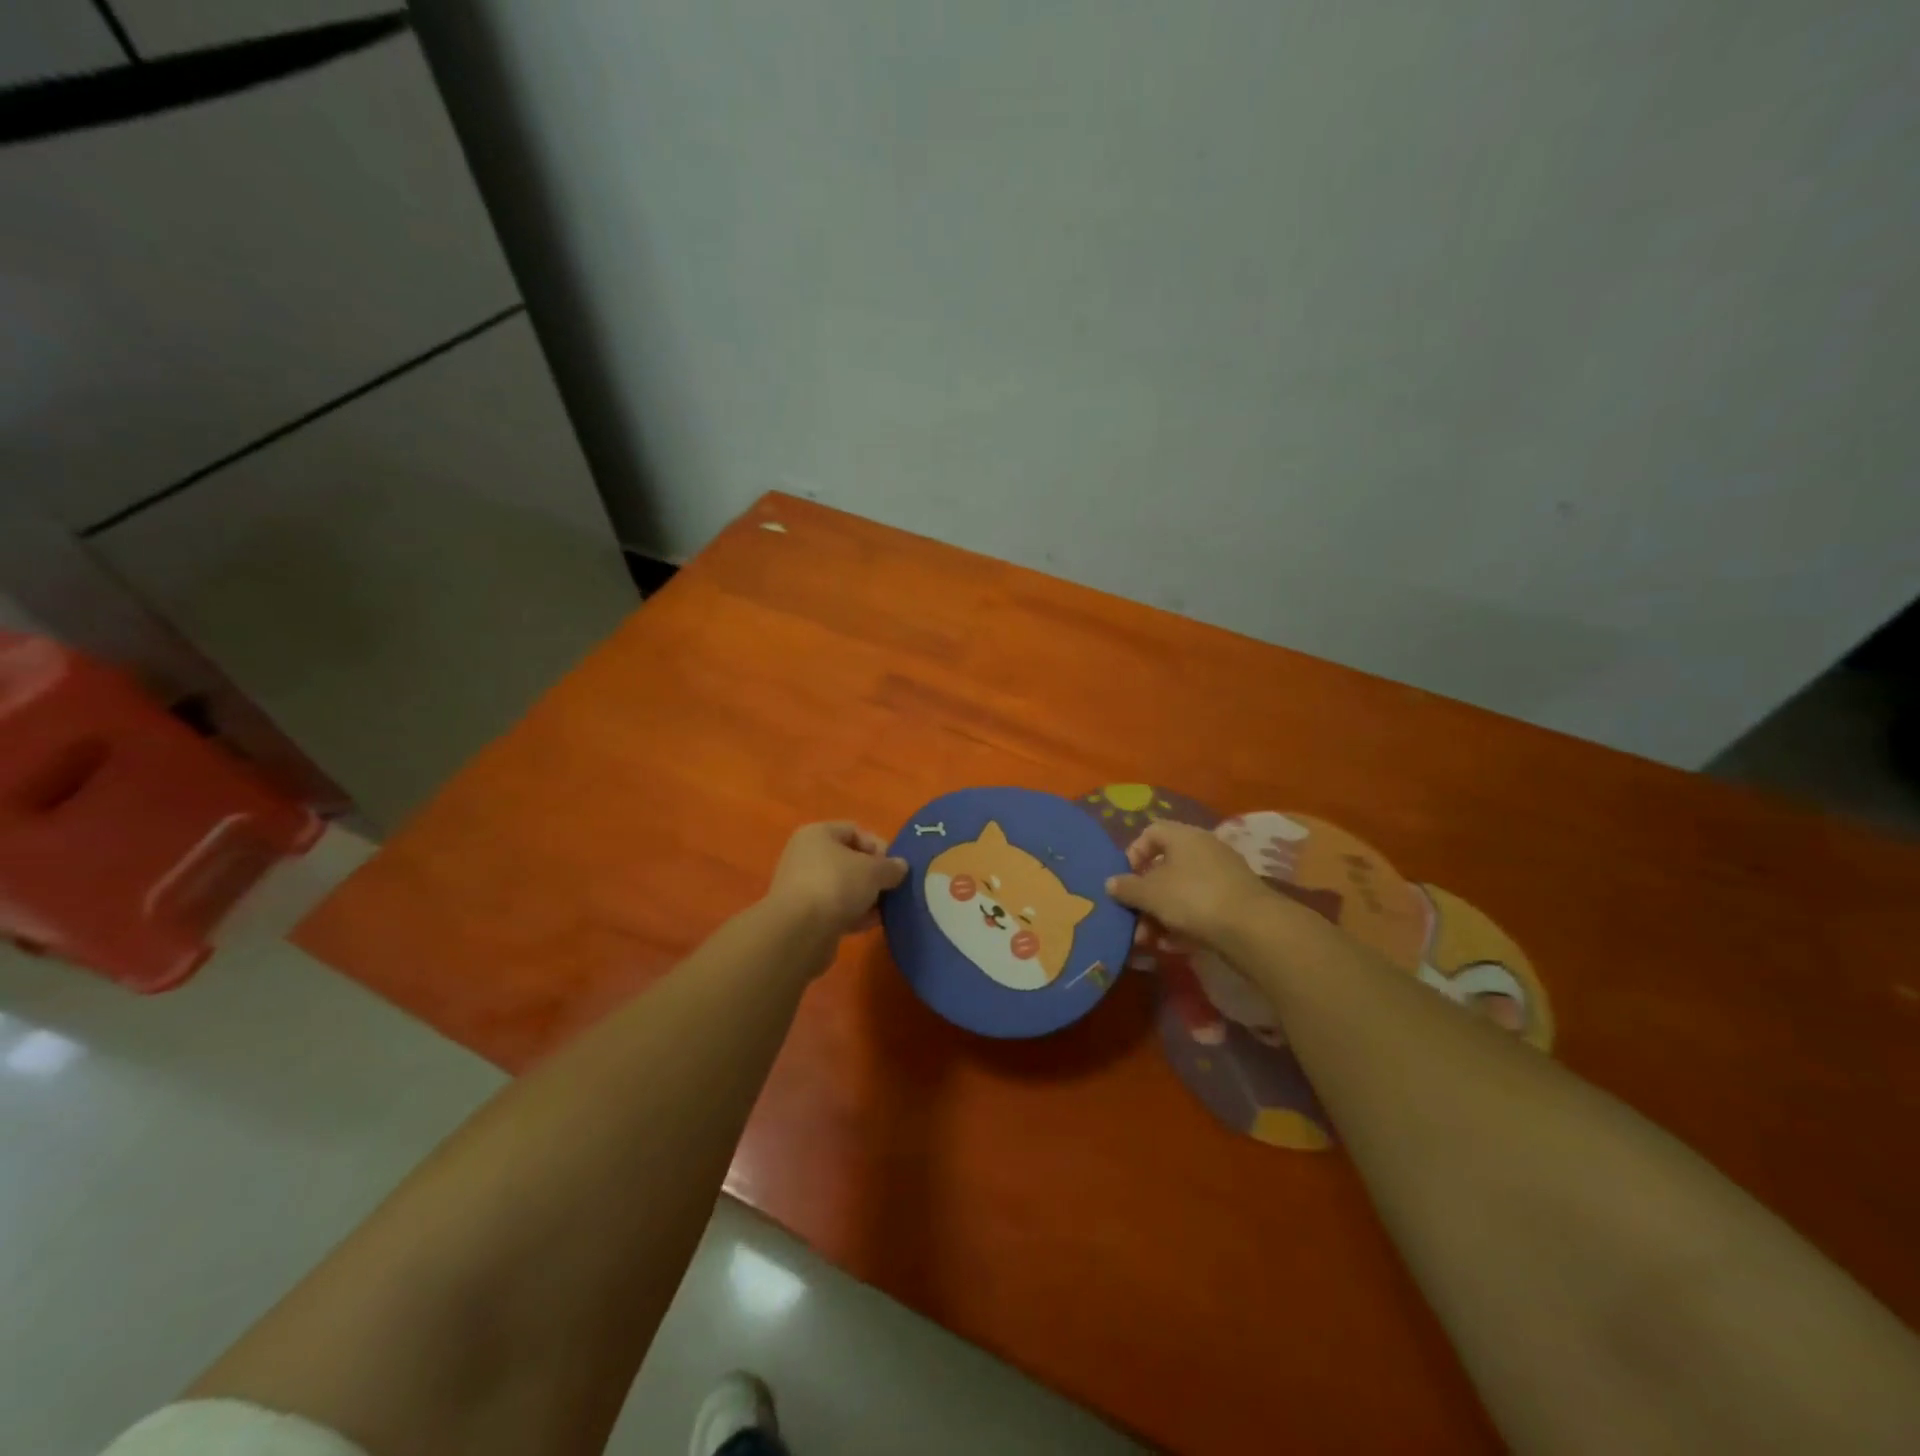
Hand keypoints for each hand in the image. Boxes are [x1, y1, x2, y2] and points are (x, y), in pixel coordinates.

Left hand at [764, 822, 907, 939]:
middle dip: (873, 875)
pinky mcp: (803, 915)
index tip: (895, 866)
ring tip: (885, 909)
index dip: (878, 846)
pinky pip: (835, 909)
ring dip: (865, 897)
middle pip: (848, 860)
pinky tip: (870, 924)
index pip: (855, 830)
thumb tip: (900, 867)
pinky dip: (853, 914)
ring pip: (843, 887)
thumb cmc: (836, 885)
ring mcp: (802, 886)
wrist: (799, 932)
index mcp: (817, 834)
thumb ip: (891, 867)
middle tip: (892, 888)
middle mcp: (805, 856)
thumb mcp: (874, 871)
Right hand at [1106, 821, 1272, 952]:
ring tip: (1150, 941)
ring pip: (1181, 891)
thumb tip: (1111, 883)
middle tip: (1134, 920)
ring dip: (1160, 915)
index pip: (1151, 833)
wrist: (1253, 929)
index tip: (1126, 879)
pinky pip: (1199, 908)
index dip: (1134, 854)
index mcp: (1184, 836)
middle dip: (1145, 897)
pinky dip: (1183, 924)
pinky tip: (1173, 947)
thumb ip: (1127, 887)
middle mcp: (1204, 849)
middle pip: (1165, 867)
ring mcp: (1222, 876)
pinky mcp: (1234, 902)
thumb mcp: (1150, 894)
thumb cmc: (1193, 898)